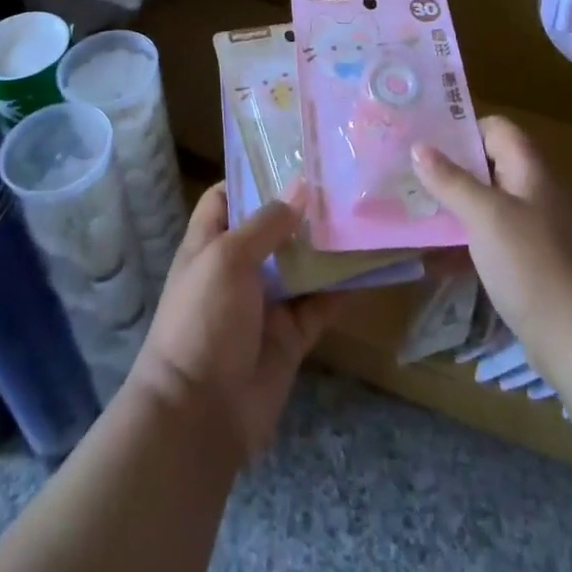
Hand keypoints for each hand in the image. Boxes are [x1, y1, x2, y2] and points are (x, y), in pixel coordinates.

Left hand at [126, 183, 341, 464]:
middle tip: (343, 180)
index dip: (252, 177)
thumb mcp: (227, 258)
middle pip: (271, 229)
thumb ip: (265, 224)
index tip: (290, 156)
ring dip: (327, 245)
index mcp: (209, 244)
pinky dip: (343, 288)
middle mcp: (237, 269)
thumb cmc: (203, 320)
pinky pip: (321, 304)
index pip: (226, 198)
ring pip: (301, 265)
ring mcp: (265, 303)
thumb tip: (300, 188)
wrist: (200, 414)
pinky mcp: (290, 336)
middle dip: (301, 209)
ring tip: (365, 212)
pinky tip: (370, 264)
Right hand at [411, 115, 571, 345]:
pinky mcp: (530, 262)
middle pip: (491, 164)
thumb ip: (451, 180)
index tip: (427, 140)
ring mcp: (535, 229)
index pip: (498, 129)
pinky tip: (438, 253)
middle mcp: (536, 192)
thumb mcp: (484, 216)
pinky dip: (467, 237)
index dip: (464, 129)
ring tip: (417, 208)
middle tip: (411, 173)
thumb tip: (418, 147)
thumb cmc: (529, 264)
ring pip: (489, 202)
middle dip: (452, 167)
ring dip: (456, 203)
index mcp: (531, 171)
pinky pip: (493, 236)